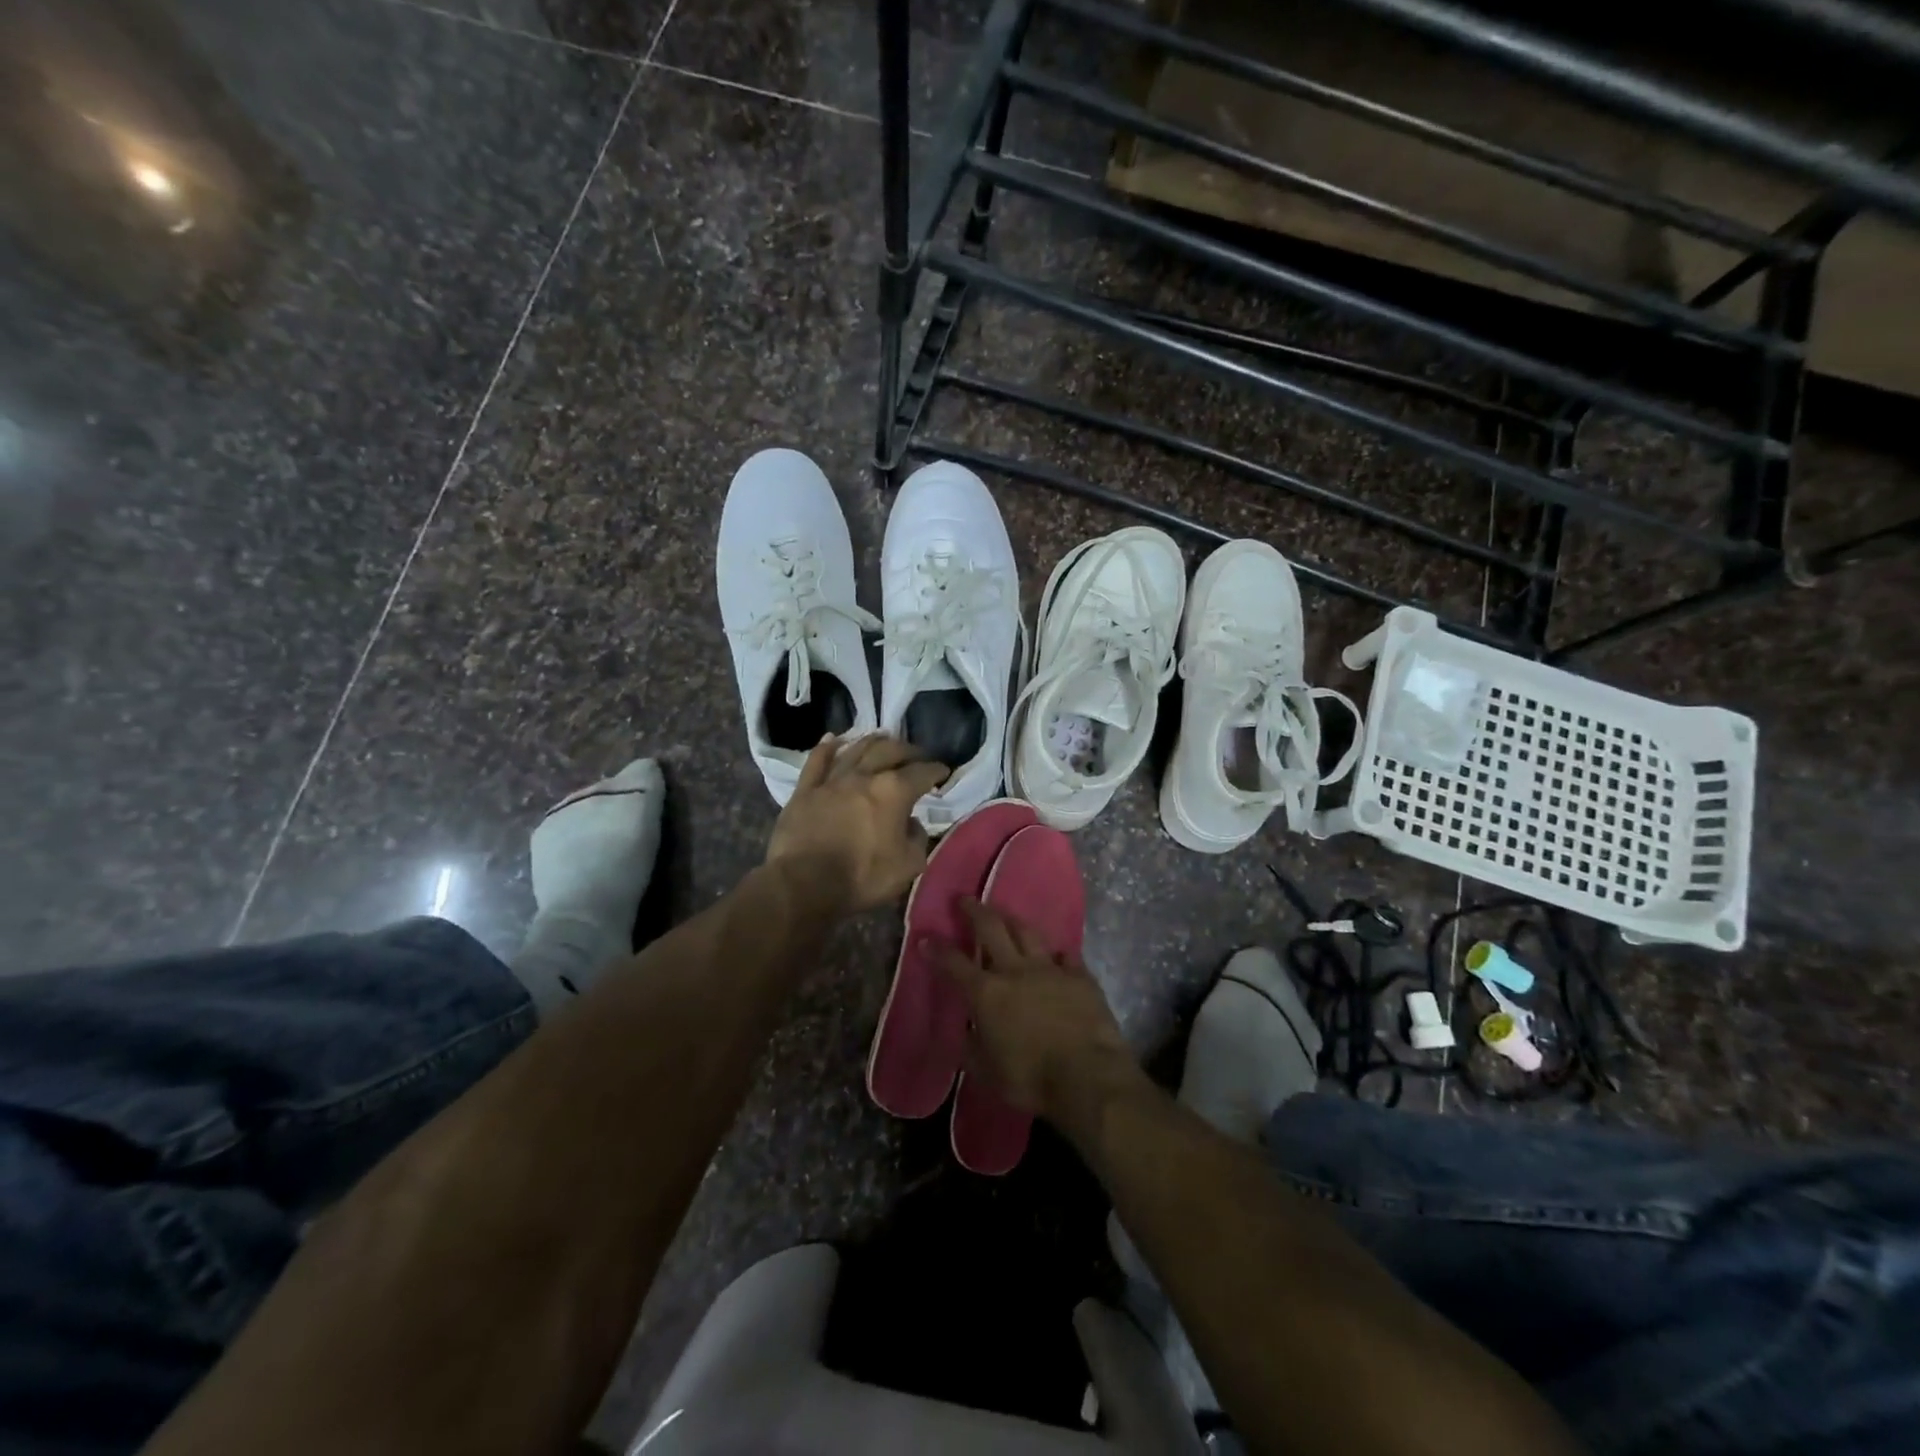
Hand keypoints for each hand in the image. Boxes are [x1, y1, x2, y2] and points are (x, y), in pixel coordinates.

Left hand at [765, 734, 948, 913]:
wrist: (804, 883)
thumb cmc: (861, 877)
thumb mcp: (908, 866)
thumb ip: (917, 839)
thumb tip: (912, 823)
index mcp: (894, 792)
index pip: (922, 773)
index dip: (936, 770)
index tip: (943, 771)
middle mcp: (864, 776)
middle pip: (890, 751)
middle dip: (908, 750)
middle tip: (917, 754)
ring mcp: (832, 780)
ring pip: (856, 749)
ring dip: (873, 741)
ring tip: (884, 738)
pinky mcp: (805, 789)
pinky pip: (817, 760)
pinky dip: (826, 747)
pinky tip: (834, 739)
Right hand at [935, 898, 1140, 1127]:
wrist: (1087, 1075)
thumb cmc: (1031, 1079)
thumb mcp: (988, 1073)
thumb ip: (972, 1049)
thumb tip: (966, 1034)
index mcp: (987, 993)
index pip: (954, 964)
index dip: (938, 950)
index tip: (926, 937)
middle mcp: (1015, 971)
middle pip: (991, 928)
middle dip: (974, 910)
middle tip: (965, 899)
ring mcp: (1050, 969)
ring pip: (1028, 932)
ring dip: (1013, 920)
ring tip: (1005, 915)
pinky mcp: (1080, 976)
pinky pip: (1066, 956)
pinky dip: (1057, 954)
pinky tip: (1056, 954)